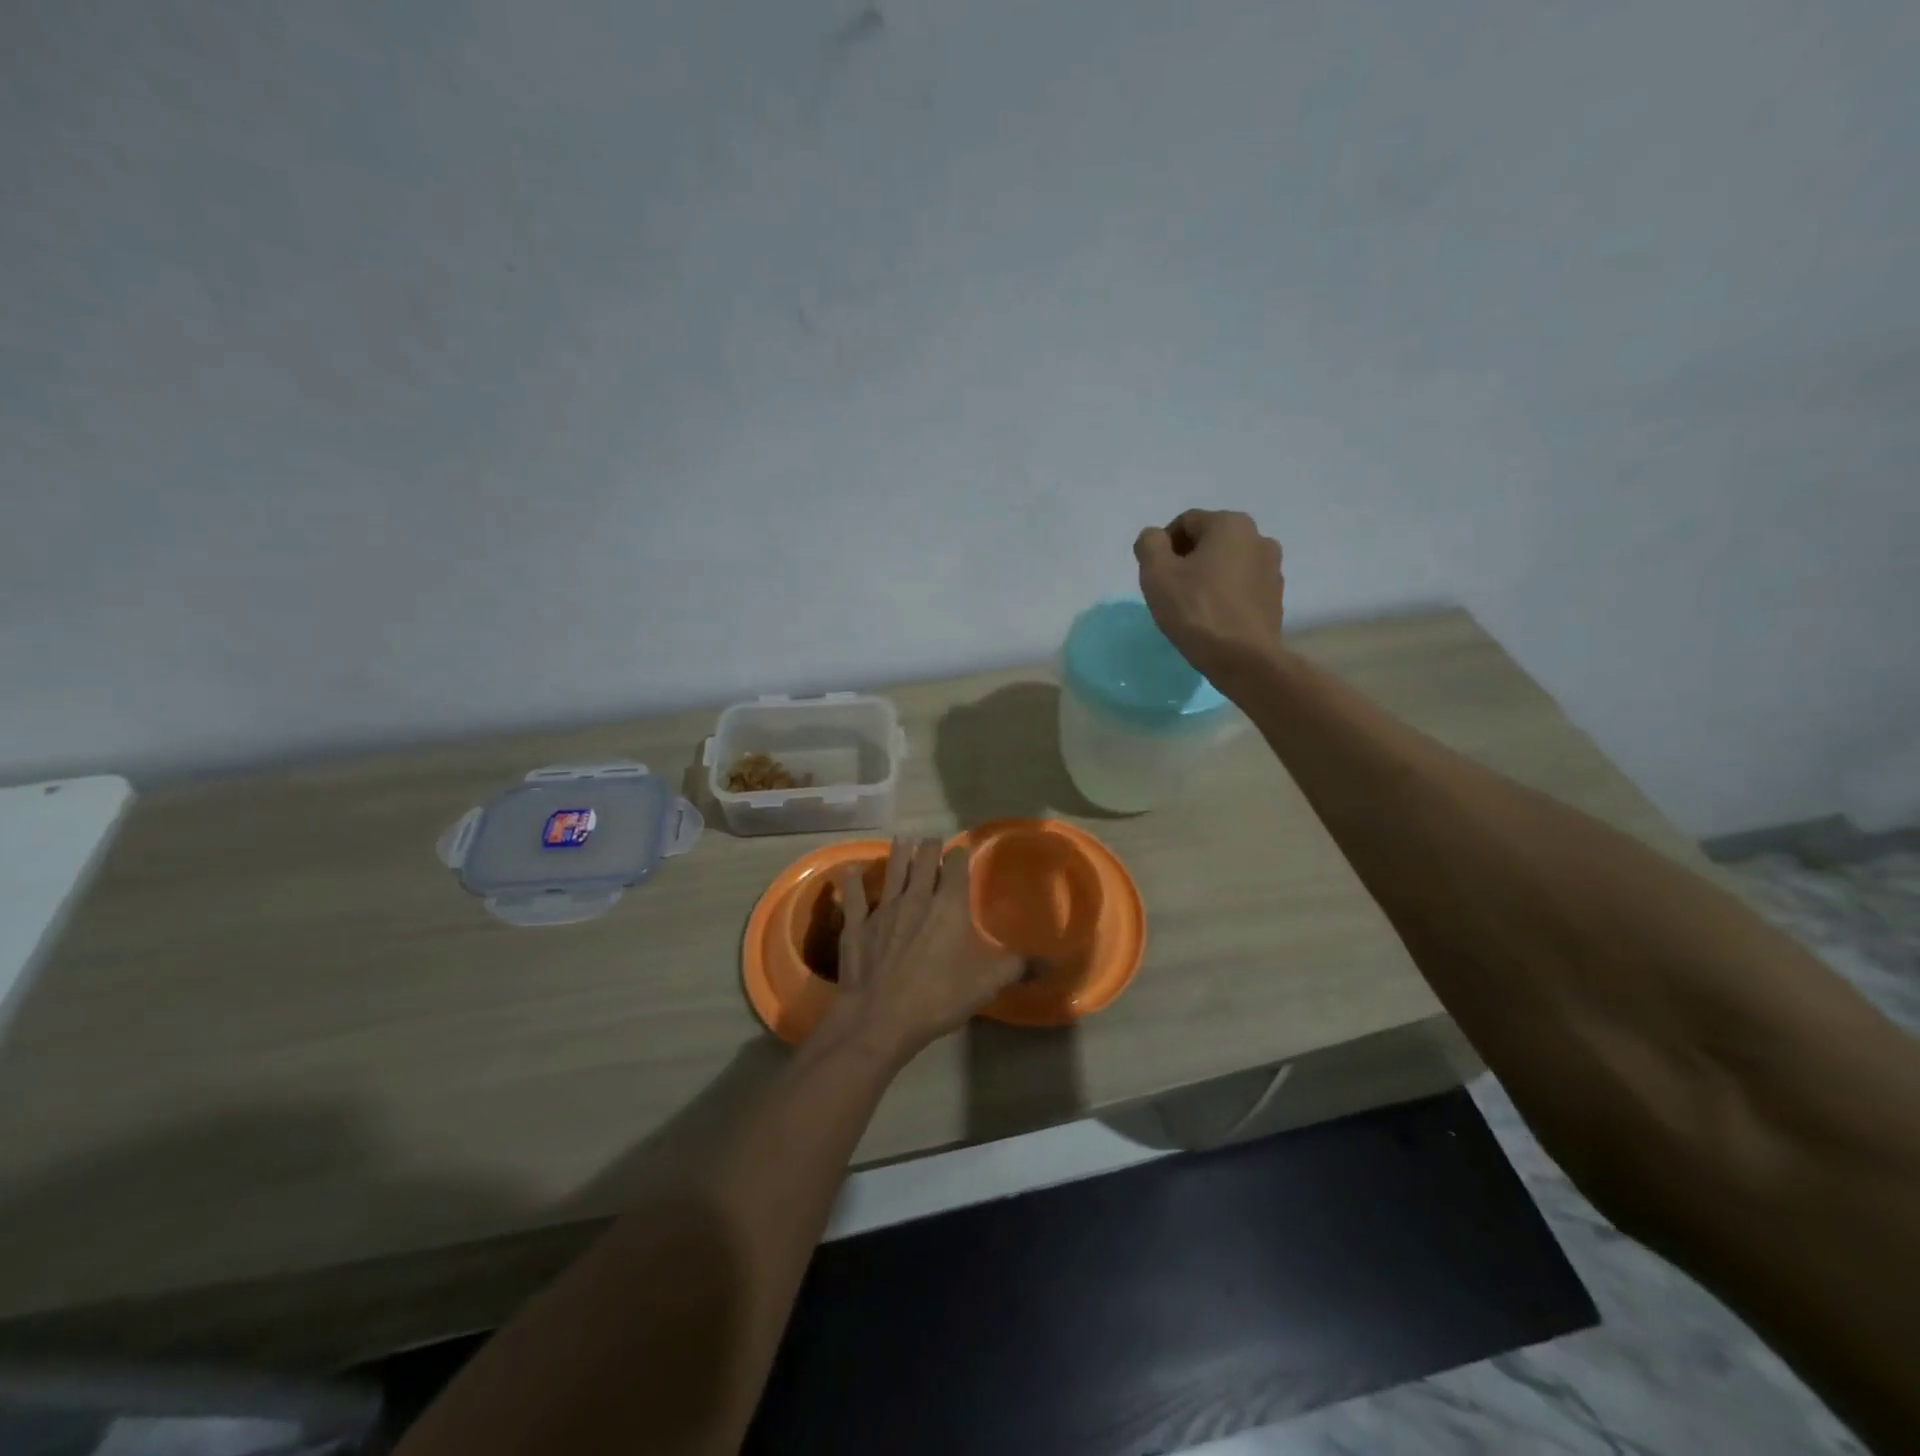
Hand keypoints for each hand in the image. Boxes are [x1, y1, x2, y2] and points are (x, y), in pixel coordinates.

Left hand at [819, 839, 1021, 1064]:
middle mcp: (916, 898)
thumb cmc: (939, 996)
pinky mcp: (857, 925)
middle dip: (928, 848)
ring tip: (902, 839)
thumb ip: (1019, 966)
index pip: (955, 867)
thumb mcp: (988, 982)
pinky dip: (853, 881)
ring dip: (898, 853)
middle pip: (922, 861)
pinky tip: (850, 871)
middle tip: (930, 840)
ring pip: (892, 871)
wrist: (880, 1017)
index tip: (959, 849)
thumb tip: (1056, 962)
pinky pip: (855, 896)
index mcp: (949, 905)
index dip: (958, 854)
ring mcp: (883, 909)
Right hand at [1133, 508, 1285, 682]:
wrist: (1243, 659)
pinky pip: (1241, 586)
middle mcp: (1258, 537)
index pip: (1185, 523)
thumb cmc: (1196, 610)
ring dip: (1206, 577)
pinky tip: (1212, 618)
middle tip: (1169, 591)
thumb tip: (1154, 538)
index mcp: (1230, 524)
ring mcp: (1272, 568)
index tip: (1155, 576)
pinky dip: (1224, 594)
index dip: (1163, 547)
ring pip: (1227, 564)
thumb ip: (1149, 544)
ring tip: (1191, 607)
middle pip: (1209, 541)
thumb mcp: (1157, 574)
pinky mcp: (1276, 597)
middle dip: (1186, 561)